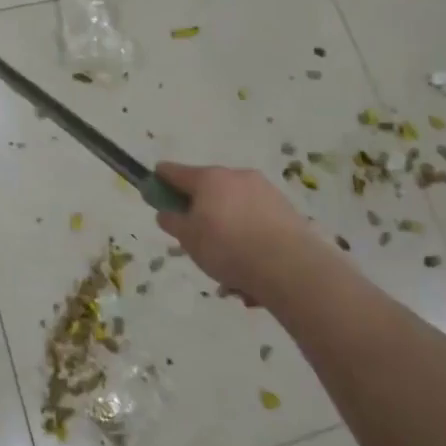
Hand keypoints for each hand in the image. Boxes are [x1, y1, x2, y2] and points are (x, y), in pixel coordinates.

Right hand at [153, 161, 353, 309]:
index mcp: (209, 178)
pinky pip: (257, 224)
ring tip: (228, 272)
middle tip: (196, 241)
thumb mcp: (188, 238)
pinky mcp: (287, 211)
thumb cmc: (227, 247)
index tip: (154, 188)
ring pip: (235, 210)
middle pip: (209, 191)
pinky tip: (250, 273)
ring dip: (228, 232)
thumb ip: (172, 221)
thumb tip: (167, 212)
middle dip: (201, 213)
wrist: (290, 266)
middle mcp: (238, 177)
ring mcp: (265, 192)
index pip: (175, 171)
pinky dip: (250, 241)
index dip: (161, 179)